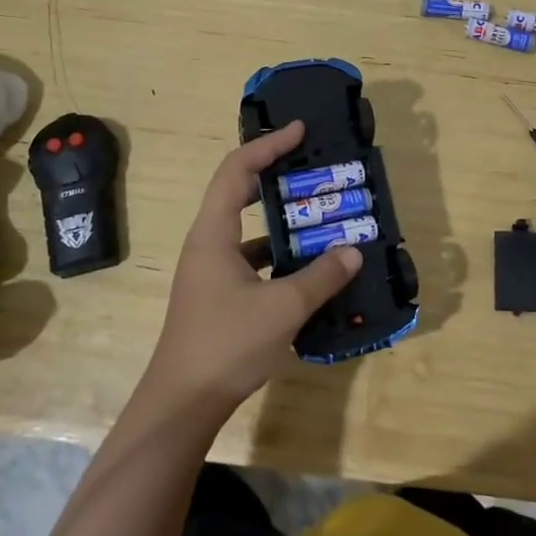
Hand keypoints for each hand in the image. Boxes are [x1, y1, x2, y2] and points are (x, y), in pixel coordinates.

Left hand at [143, 121, 361, 411]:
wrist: (182, 404)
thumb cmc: (226, 344)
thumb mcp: (282, 307)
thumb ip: (321, 276)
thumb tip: (353, 251)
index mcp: (213, 233)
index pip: (237, 170)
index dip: (268, 145)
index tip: (300, 131)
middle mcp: (207, 243)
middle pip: (238, 191)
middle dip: (274, 175)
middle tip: (311, 168)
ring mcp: (210, 270)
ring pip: (247, 228)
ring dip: (280, 219)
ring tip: (318, 214)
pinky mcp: (217, 294)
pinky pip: (250, 258)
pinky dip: (277, 253)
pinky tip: (308, 266)